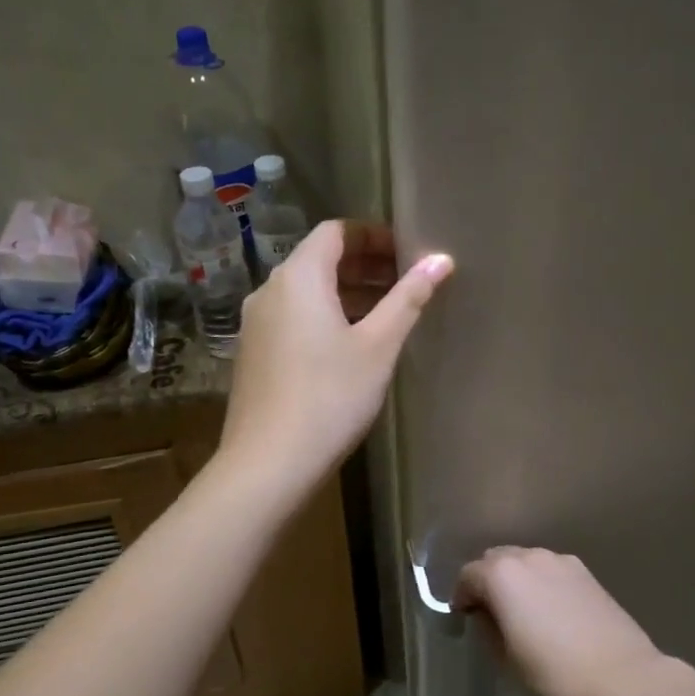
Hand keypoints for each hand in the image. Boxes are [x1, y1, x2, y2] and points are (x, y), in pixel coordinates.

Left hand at [219, 220, 452, 496]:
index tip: (407, 253)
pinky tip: (351, 346)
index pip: (336, 231)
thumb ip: (408, 298)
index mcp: (298, 278)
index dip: (373, 235)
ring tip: (387, 315)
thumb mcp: (378, 346)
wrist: (268, 464)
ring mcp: (256, 324)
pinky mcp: (254, 354)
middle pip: (319, 259)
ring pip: (306, 292)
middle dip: (364, 264)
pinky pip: (293, 318)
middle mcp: (270, 291)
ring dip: (346, 293)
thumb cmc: (330, 397)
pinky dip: (324, 317)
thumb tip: (440, 260)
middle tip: (405, 283)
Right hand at [455, 548, 664, 695]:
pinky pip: (551, 569)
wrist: (620, 678)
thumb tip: (488, 615)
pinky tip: (551, 611)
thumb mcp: (505, 659)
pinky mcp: (585, 572)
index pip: (468, 576)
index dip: (462, 597)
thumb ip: (488, 628)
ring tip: (523, 611)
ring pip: (525, 561)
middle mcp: (529, 556)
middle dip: (488, 581)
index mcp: (502, 575)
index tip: (465, 618)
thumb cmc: (553, 673)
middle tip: (491, 613)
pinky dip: (542, 582)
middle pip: (496, 559)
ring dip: (516, 579)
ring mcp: (560, 561)